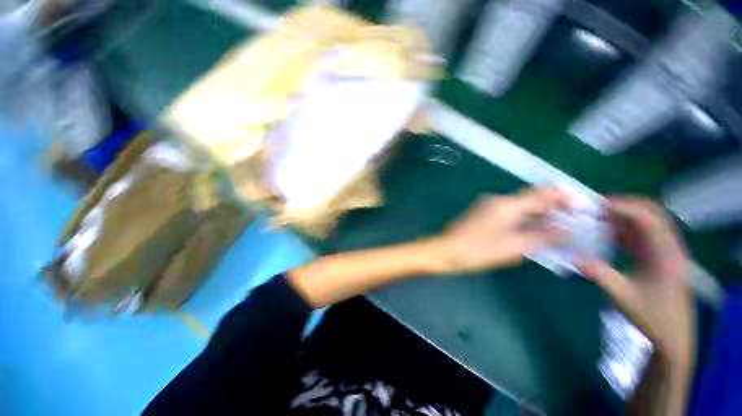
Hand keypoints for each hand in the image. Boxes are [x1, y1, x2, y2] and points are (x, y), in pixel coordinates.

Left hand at [430, 187, 570, 274]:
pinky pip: (509, 211)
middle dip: (554, 208)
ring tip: (558, 229)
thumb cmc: (478, 250)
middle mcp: (498, 199)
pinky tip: (533, 231)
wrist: (446, 250)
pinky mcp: (482, 212)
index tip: (582, 207)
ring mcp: (488, 205)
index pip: (543, 192)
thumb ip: (542, 236)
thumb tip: (567, 229)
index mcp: (507, 204)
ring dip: (539, 214)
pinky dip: (524, 219)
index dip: (565, 196)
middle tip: (574, 223)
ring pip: (521, 205)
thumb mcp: (514, 247)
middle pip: (532, 198)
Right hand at [581, 197, 694, 369]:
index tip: (597, 206)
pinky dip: (624, 228)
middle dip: (624, 206)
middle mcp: (669, 247)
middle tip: (596, 208)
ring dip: (623, 216)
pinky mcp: (659, 256)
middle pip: (651, 213)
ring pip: (647, 221)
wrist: (673, 335)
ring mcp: (665, 250)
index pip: (649, 219)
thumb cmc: (653, 318)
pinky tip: (607, 232)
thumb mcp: (624, 298)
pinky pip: (642, 233)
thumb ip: (601, 276)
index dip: (624, 207)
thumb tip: (576, 258)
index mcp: (666, 255)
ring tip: (598, 217)